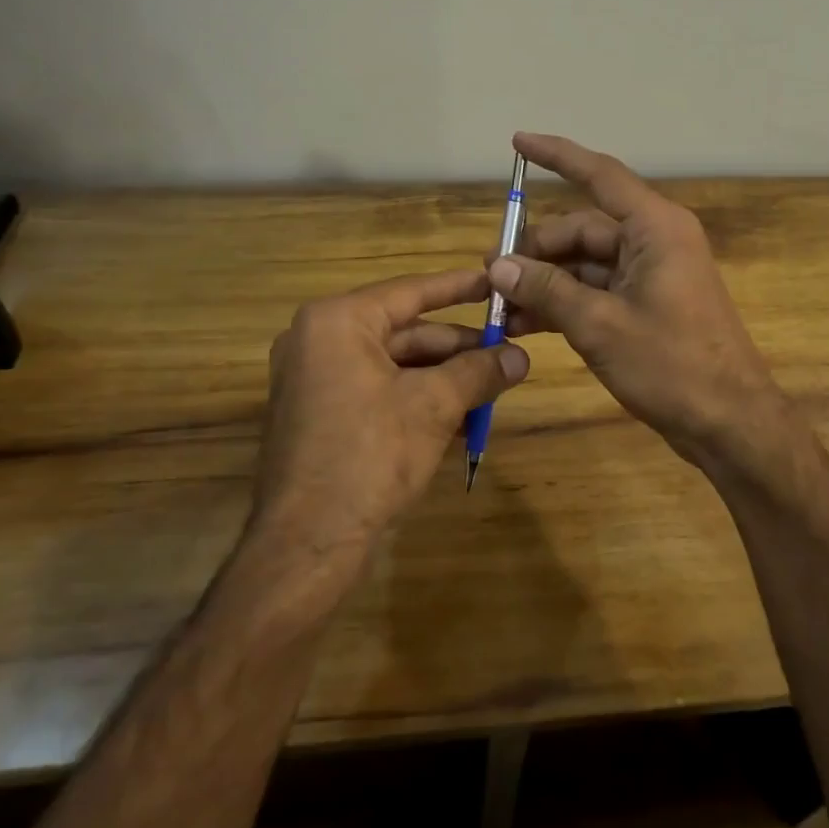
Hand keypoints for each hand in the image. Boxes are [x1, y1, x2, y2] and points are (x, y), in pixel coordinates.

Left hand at [253, 269, 528, 555]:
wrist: (306, 545)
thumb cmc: (369, 456)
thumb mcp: (434, 406)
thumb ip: (479, 372)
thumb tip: (522, 357)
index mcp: (338, 322)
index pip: (410, 292)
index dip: (458, 288)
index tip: (495, 282)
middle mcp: (319, 340)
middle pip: (404, 332)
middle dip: (458, 348)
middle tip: (506, 355)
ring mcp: (314, 379)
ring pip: (394, 365)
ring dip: (443, 378)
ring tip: (491, 390)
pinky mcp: (319, 414)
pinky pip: (377, 390)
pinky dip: (417, 399)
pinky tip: (460, 419)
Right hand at [487, 132, 799, 474]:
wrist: (730, 423)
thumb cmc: (672, 365)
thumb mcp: (599, 325)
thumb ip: (547, 290)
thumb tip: (497, 266)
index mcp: (655, 227)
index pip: (600, 175)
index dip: (557, 156)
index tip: (518, 142)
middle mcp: (654, 240)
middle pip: (583, 228)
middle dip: (535, 250)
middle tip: (491, 276)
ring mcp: (651, 273)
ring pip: (584, 262)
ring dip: (544, 282)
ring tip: (500, 306)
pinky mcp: (646, 304)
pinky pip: (596, 289)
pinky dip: (564, 302)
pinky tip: (526, 323)